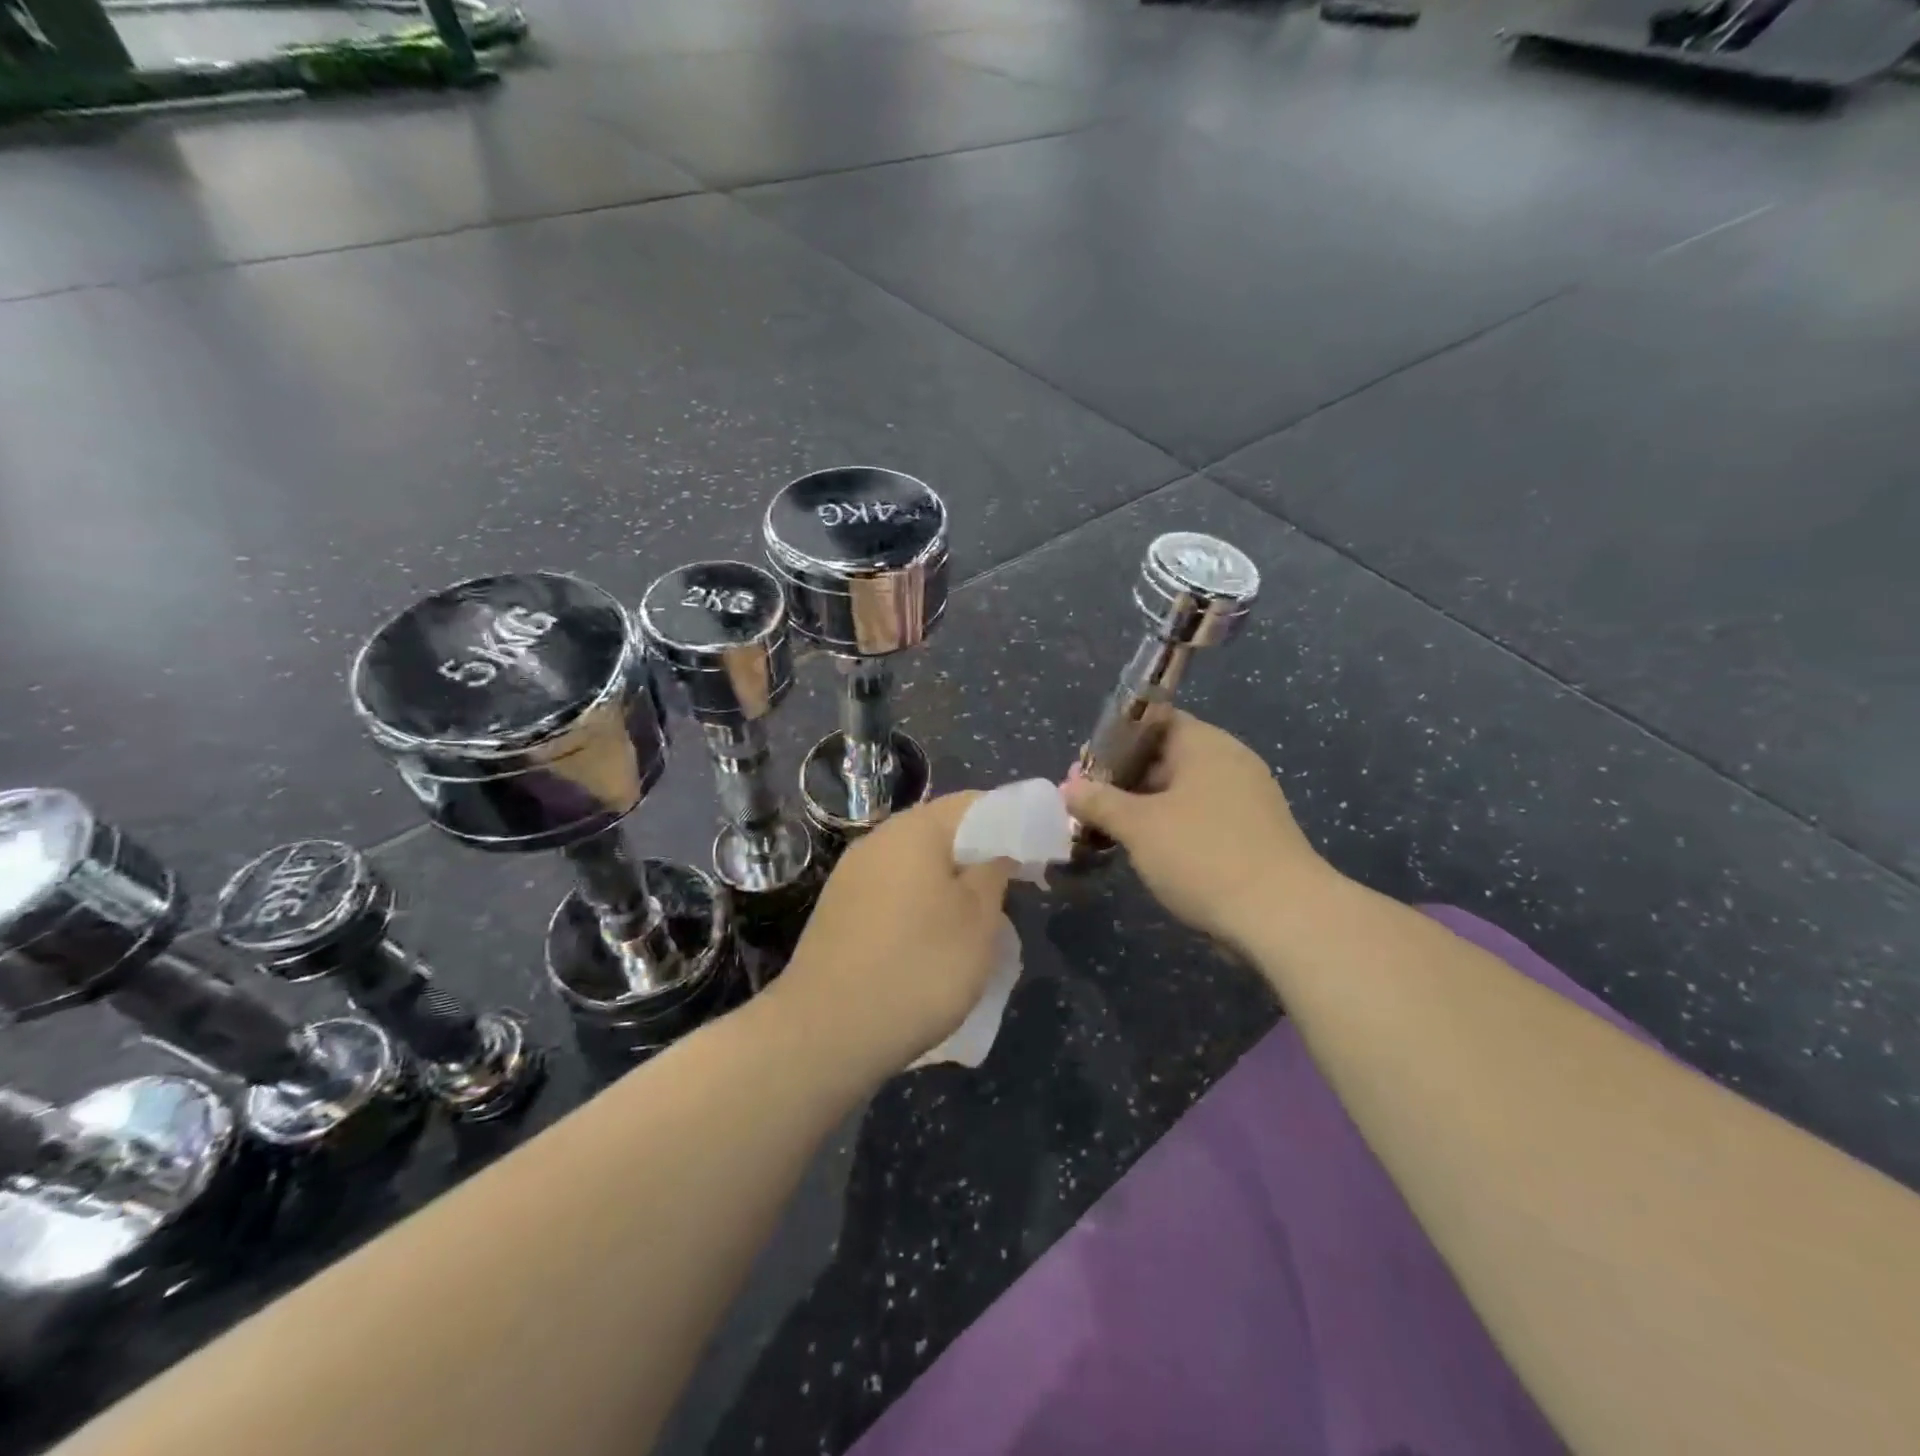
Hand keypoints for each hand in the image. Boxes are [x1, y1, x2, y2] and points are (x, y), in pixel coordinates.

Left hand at [774, 793, 1011, 1078]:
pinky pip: (892, 890)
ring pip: (916, 863)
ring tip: (975, 922)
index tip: (1037, 857)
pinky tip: (930, 942)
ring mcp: (851, 874)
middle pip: (942, 831)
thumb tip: (997, 848)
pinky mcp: (838, 909)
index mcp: (915, 829)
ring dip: (950, 883)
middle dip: (980, 855)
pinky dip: (920, 903)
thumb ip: (995, 870)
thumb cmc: (919, 968)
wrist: (826, 1032)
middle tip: (1011, 892)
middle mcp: (878, 839)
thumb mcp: (979, 920)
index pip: (975, 802)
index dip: (1013, 823)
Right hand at [1063, 711, 1338, 952]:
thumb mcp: (1138, 826)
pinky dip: (1171, 828)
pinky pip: (1201, 818)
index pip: (1153, 720)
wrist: (1282, 917)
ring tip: (1109, 831)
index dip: (1114, 739)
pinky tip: (1148, 853)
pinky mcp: (1253, 834)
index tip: (1085, 767)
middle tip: (1088, 804)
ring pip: (1182, 791)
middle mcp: (1229, 762)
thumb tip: (1069, 787)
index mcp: (1205, 744)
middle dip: (1123, 778)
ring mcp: (1246, 799)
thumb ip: (1098, 801)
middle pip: (1165, 756)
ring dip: (1144, 807)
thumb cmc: (1202, 855)